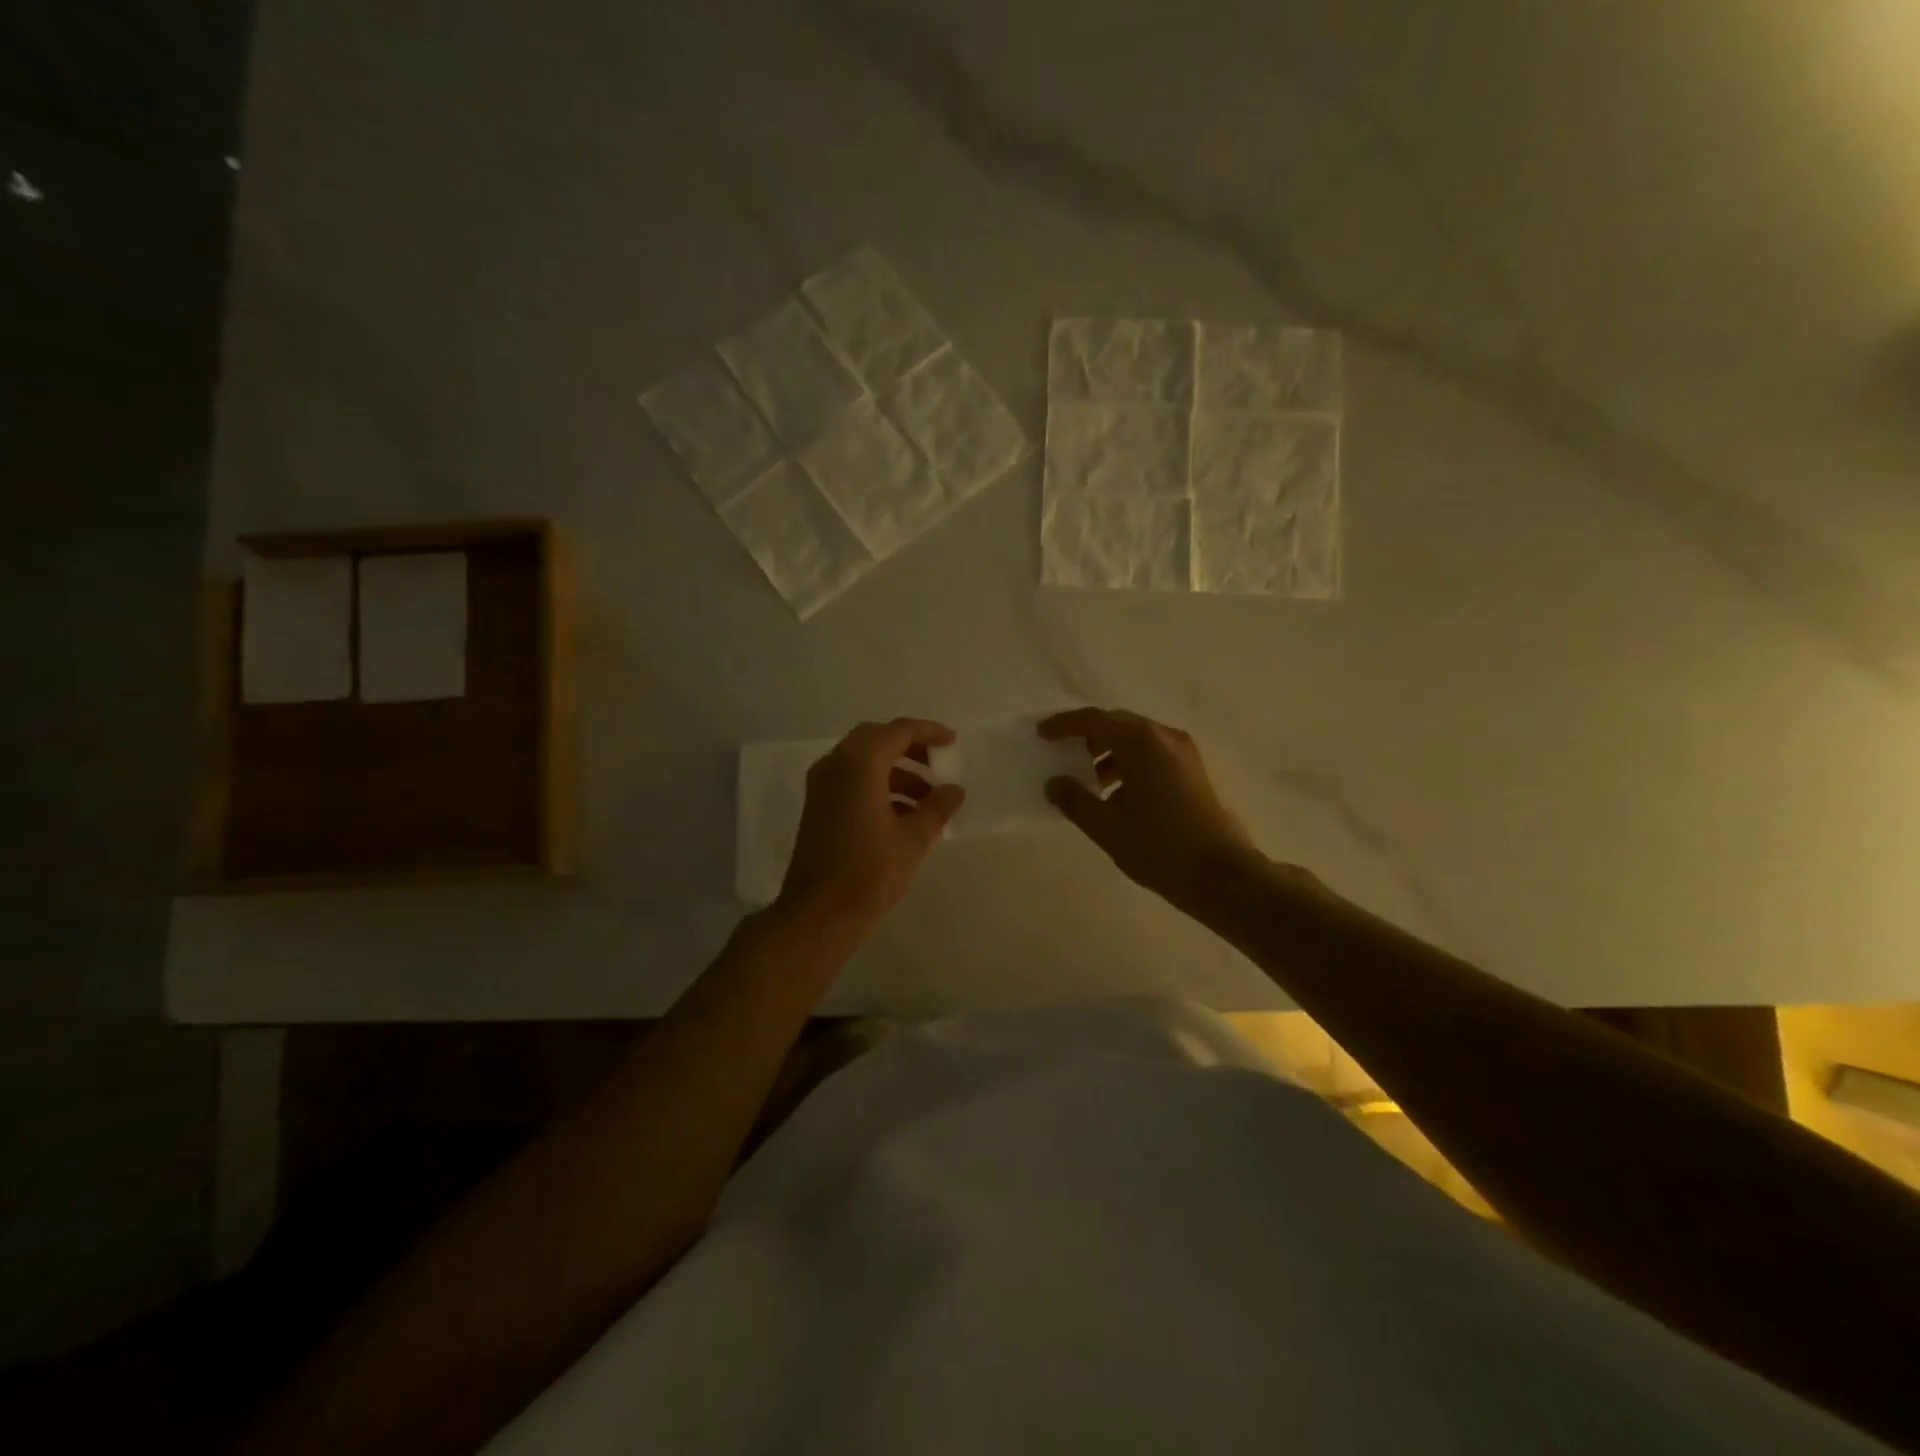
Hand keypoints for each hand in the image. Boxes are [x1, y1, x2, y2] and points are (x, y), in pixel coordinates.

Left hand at [778, 718, 965, 930]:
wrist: (819, 913)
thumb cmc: (870, 872)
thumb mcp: (913, 839)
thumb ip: (937, 807)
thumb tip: (955, 790)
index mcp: (859, 764)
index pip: (898, 731)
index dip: (928, 732)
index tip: (952, 741)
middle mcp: (835, 765)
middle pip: (876, 739)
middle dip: (909, 747)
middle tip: (937, 762)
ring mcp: (822, 785)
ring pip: (862, 760)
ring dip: (896, 770)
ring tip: (928, 797)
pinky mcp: (818, 806)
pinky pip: (851, 779)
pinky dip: (877, 784)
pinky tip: (903, 814)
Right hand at [1039, 708, 1264, 912]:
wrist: (1221, 875)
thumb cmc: (1159, 847)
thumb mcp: (1107, 827)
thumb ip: (1075, 800)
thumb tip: (1054, 783)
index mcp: (1141, 743)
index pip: (1095, 721)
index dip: (1065, 725)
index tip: (1042, 734)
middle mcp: (1164, 737)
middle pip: (1117, 725)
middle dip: (1088, 737)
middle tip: (1063, 754)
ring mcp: (1184, 753)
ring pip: (1136, 740)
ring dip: (1109, 754)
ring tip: (1088, 783)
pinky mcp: (1193, 771)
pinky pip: (1152, 755)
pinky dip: (1129, 764)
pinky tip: (1117, 796)